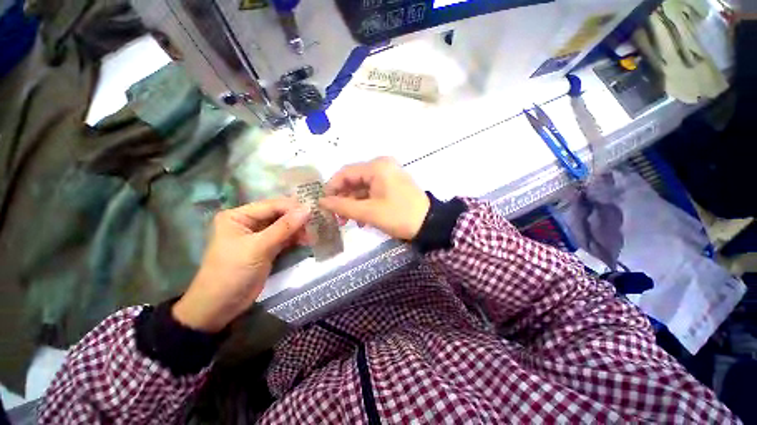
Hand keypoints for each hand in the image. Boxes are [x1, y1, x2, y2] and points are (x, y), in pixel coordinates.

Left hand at [172, 198, 310, 331]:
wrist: (221, 306)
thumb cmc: (233, 271)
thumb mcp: (259, 247)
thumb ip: (284, 227)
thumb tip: (308, 209)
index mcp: (238, 216)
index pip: (271, 205)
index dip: (293, 207)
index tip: (313, 211)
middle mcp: (248, 222)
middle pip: (278, 214)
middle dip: (297, 218)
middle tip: (316, 222)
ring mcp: (258, 236)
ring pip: (284, 226)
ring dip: (298, 229)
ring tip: (313, 234)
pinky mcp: (267, 248)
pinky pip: (284, 238)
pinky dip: (295, 238)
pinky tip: (307, 240)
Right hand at [319, 157, 429, 239]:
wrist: (429, 224)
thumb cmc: (399, 216)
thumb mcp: (369, 213)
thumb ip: (343, 206)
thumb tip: (322, 202)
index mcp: (377, 167)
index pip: (345, 173)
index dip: (331, 187)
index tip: (323, 204)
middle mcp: (382, 165)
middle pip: (354, 179)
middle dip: (343, 198)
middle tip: (336, 217)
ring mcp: (388, 174)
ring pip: (362, 187)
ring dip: (353, 203)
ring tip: (348, 221)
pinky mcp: (392, 184)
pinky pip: (372, 190)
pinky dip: (365, 203)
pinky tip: (362, 218)